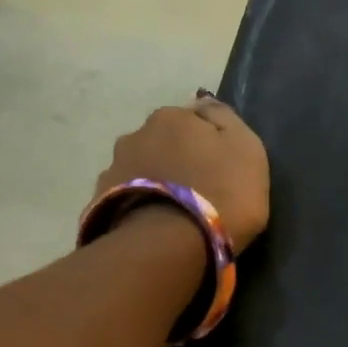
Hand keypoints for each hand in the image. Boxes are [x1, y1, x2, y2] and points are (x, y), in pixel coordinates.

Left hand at [90, 94, 271, 248]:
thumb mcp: (247, 150)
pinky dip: (138, 205)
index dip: (208, 141)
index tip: (220, 166)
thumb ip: (227, 120)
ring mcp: (113, 168)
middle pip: (162, 142)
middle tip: (196, 189)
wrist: (170, 244)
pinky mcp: (100, 203)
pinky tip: (152, 224)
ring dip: (155, 181)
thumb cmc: (221, 194)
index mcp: (172, 117)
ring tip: (171, 211)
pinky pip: (125, 198)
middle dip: (175, 159)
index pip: (193, 119)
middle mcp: (136, 134)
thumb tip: (204, 103)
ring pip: (141, 169)